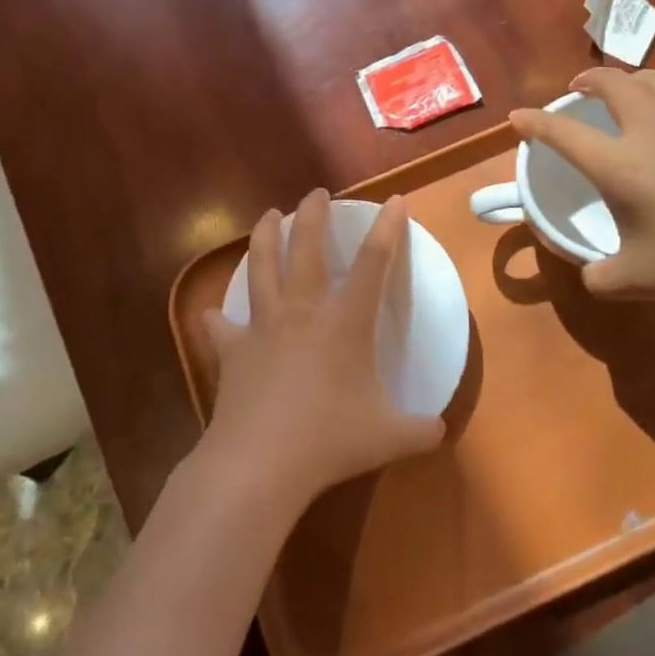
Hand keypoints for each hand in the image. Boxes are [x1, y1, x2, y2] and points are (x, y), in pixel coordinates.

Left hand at [200, 190, 444, 510]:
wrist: (261, 461)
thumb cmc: (331, 439)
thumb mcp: (389, 436)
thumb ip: (420, 430)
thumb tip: (440, 431)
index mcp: (346, 320)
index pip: (373, 262)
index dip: (388, 227)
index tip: (395, 200)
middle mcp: (303, 310)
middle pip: (307, 246)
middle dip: (313, 214)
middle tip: (316, 193)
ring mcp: (263, 325)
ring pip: (261, 266)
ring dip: (265, 236)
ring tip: (268, 216)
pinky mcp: (232, 349)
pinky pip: (222, 325)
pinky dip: (218, 317)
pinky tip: (214, 313)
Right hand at [510, 68, 654, 307]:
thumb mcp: (632, 281)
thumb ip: (598, 274)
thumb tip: (590, 272)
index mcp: (621, 166)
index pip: (564, 133)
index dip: (535, 122)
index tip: (518, 117)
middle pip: (616, 84)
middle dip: (590, 79)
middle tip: (579, 88)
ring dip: (634, 80)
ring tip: (628, 92)